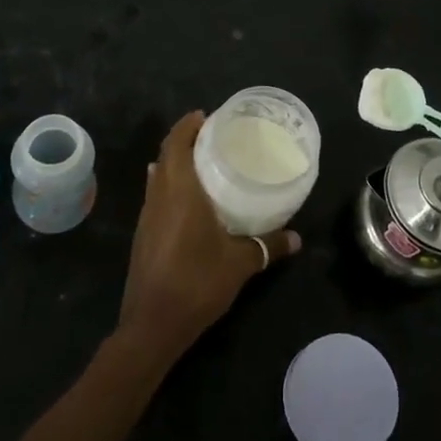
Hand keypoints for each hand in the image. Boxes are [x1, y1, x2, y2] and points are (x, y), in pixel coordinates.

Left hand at [117, 110, 299, 364]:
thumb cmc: (197, 282)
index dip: (187, 125)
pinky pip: (156, 197)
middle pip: (165, 156)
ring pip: (157, 177)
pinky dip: (170, 185)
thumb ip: (268, 246)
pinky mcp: (143, 236)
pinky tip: (189, 200)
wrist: (152, 325)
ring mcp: (146, 217)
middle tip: (212, 137)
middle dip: (184, 141)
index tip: (205, 115)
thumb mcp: (240, 263)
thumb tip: (297, 238)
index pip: (176, 144)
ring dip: (175, 163)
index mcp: (179, 191)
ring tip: (203, 162)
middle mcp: (158, 197)